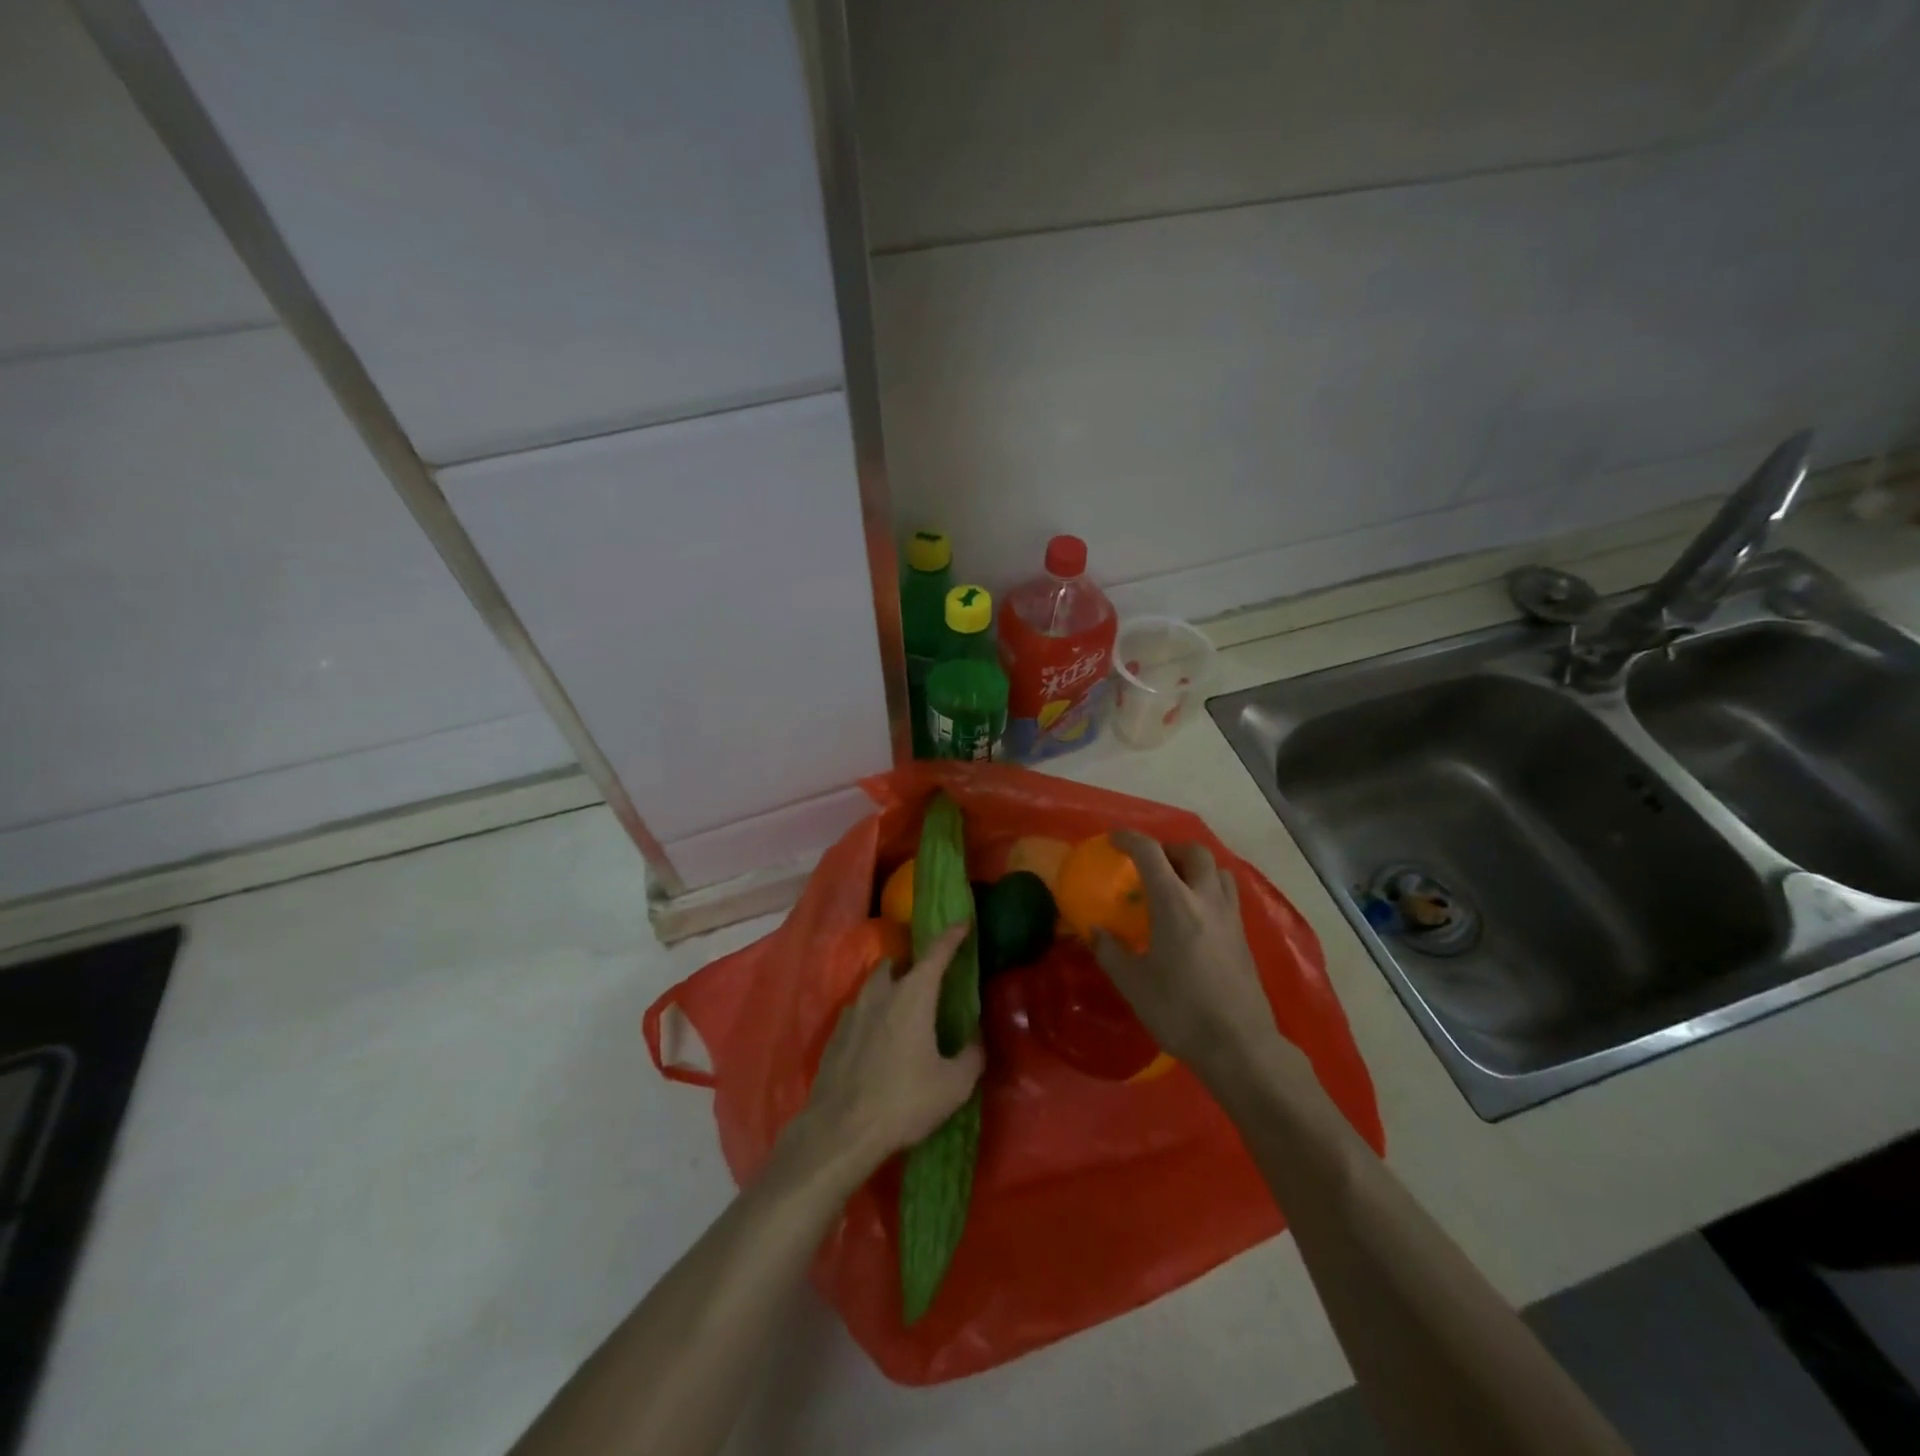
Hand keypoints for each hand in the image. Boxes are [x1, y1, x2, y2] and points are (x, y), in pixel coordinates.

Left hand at [795, 924, 984, 1177]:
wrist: (840, 1130)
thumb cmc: (903, 1101)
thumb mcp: (953, 1085)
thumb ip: (971, 1055)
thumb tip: (975, 1039)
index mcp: (913, 995)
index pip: (936, 953)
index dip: (952, 936)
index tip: (964, 922)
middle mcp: (881, 994)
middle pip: (896, 963)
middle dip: (913, 963)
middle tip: (929, 979)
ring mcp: (852, 1012)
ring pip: (874, 985)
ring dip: (890, 986)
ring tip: (905, 1009)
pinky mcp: (835, 1035)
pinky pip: (859, 1011)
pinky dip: (873, 1013)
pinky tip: (880, 1039)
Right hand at [1091, 831, 1286, 1084]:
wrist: (1239, 1046)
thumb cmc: (1179, 1010)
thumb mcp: (1133, 983)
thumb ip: (1110, 951)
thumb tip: (1096, 930)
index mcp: (1175, 904)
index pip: (1151, 853)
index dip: (1130, 839)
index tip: (1113, 839)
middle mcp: (1206, 900)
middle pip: (1194, 852)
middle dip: (1169, 849)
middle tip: (1150, 864)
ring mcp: (1230, 917)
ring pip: (1218, 870)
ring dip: (1195, 866)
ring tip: (1175, 885)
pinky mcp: (1243, 937)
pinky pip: (1227, 894)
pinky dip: (1209, 889)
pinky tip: (1195, 915)